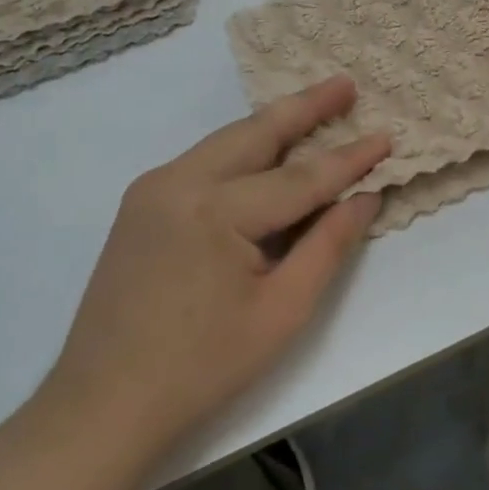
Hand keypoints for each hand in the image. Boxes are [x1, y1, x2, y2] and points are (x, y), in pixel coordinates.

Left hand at [42, 76, 389, 452]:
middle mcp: (179, 182)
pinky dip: (243, 149)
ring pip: (227, 141)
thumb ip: (327, 246)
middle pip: (256, 133)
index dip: (349, 159)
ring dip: (273, 123)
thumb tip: (364, 198)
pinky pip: (204, 161)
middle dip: (306, 107)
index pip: (300, 177)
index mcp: (215, 211)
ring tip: (315, 105)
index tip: (387, 136)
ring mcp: (153, 188)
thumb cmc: (201, 367)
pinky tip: (267, 149)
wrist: (101, 406)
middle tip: (346, 83)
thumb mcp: (281, 312)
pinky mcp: (141, 203)